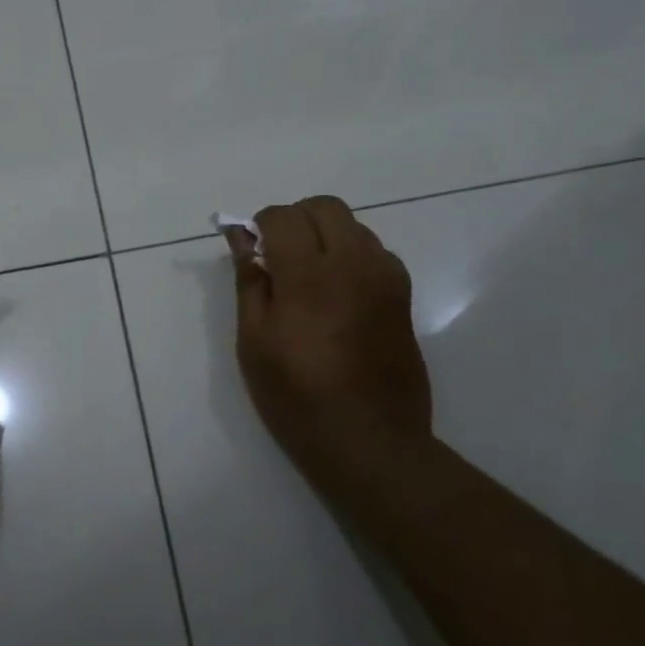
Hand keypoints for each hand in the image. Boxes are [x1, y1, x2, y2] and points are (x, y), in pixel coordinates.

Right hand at [227, 196, 432, 479]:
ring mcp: (385, 277)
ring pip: (352, 225)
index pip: (283, 216)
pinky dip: (350, 254)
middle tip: (275, 256)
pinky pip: (374, 251)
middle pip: (324, 207)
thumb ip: (249, 281)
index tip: (249, 250)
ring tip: (306, 277)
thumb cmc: (296, 395)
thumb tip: (241, 238)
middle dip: (294, 219)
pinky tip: (336, 293)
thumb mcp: (255, 341)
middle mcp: (353, 263)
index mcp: (309, 275)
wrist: (368, 439)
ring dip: (324, 235)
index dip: (259, 225)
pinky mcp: (402, 294)